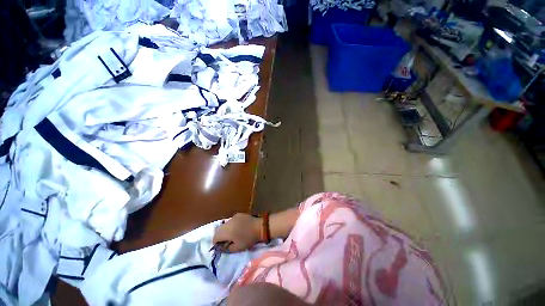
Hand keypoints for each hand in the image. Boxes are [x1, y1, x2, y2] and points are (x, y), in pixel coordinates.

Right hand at [213, 213, 260, 252]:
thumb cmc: (249, 239)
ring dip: (225, 230)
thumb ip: (227, 248)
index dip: (216, 243)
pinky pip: (230, 220)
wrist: (259, 227)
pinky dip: (230, 225)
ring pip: (224, 224)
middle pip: (218, 229)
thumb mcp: (238, 248)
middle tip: (225, 241)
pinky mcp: (238, 214)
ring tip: (232, 234)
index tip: (221, 246)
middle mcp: (228, 222)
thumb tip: (221, 248)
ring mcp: (233, 217)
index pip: (215, 236)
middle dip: (219, 236)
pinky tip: (237, 228)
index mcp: (227, 231)